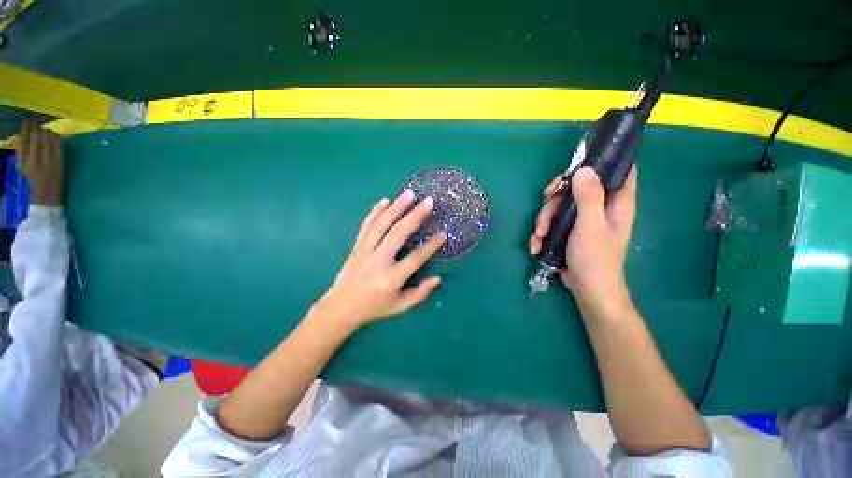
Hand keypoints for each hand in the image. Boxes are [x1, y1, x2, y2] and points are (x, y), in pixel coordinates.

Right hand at [17, 121, 63, 206]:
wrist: (46, 194)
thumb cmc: (34, 179)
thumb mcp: (24, 165)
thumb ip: (24, 151)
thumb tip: (25, 134)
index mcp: (23, 160)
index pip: (22, 138)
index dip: (25, 127)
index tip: (27, 122)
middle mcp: (34, 158)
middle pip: (35, 136)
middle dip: (37, 127)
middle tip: (38, 123)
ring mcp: (47, 160)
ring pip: (47, 138)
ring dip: (47, 131)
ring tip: (46, 130)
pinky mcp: (58, 162)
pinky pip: (57, 145)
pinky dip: (56, 137)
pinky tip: (55, 135)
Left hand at [312, 190, 446, 330]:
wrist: (340, 308)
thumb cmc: (374, 308)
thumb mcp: (400, 307)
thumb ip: (420, 293)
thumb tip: (438, 279)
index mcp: (391, 279)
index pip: (416, 258)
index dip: (431, 246)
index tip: (443, 234)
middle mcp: (378, 262)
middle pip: (398, 234)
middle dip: (415, 216)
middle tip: (428, 202)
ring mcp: (364, 251)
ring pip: (381, 225)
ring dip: (396, 207)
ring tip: (409, 194)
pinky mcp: (356, 247)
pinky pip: (366, 226)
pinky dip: (375, 212)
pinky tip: (384, 200)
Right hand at [529, 166, 636, 315]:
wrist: (588, 289)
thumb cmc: (596, 258)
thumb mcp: (591, 226)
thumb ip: (588, 197)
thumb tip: (584, 169)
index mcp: (616, 201)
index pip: (619, 170)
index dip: (603, 160)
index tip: (579, 163)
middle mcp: (600, 206)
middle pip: (577, 187)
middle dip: (556, 197)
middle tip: (544, 203)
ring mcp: (583, 219)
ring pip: (560, 205)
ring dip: (544, 220)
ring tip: (539, 237)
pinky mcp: (569, 230)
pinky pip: (554, 222)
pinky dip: (543, 232)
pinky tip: (536, 245)